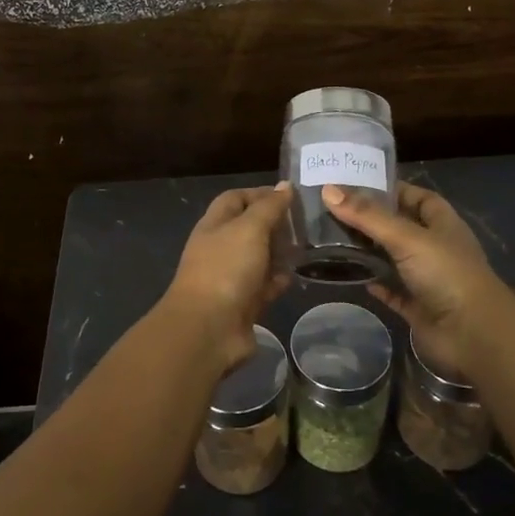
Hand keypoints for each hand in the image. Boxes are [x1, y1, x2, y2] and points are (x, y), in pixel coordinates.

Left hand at [160, 184, 292, 370]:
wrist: (209, 330)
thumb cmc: (226, 269)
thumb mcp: (250, 229)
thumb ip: (269, 207)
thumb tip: (284, 186)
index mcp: (215, 225)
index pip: (236, 198)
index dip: (260, 194)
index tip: (289, 196)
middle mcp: (220, 248)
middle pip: (249, 228)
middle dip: (274, 224)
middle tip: (304, 223)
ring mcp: (230, 277)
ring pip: (258, 258)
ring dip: (279, 252)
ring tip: (306, 247)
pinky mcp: (243, 304)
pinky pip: (263, 286)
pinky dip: (278, 280)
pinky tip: (295, 276)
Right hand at [322, 182, 511, 375]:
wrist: (474, 335)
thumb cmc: (446, 273)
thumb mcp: (406, 237)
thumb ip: (367, 216)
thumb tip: (328, 190)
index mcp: (441, 223)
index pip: (415, 196)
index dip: (390, 189)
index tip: (355, 184)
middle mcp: (435, 247)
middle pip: (399, 227)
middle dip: (371, 219)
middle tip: (333, 210)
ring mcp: (427, 279)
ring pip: (393, 259)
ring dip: (369, 252)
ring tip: (332, 239)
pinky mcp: (418, 307)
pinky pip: (392, 291)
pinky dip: (375, 283)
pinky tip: (351, 276)